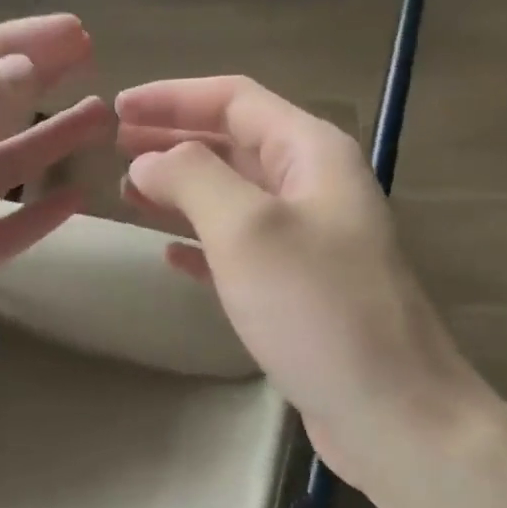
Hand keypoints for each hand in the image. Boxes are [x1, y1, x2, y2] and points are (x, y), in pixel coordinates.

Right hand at [117, 76, 480, 490]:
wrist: (389, 409)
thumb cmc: (318, 309)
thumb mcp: (247, 230)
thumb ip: (193, 178)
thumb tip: (149, 161)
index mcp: (312, 154)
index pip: (235, 100)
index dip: (174, 97)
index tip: (118, 108)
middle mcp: (314, 188)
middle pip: (235, 144)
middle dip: (175, 140)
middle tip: (116, 148)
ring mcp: (310, 242)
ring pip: (234, 197)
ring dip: (183, 190)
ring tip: (129, 194)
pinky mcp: (300, 291)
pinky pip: (241, 250)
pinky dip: (202, 243)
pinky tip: (169, 254)